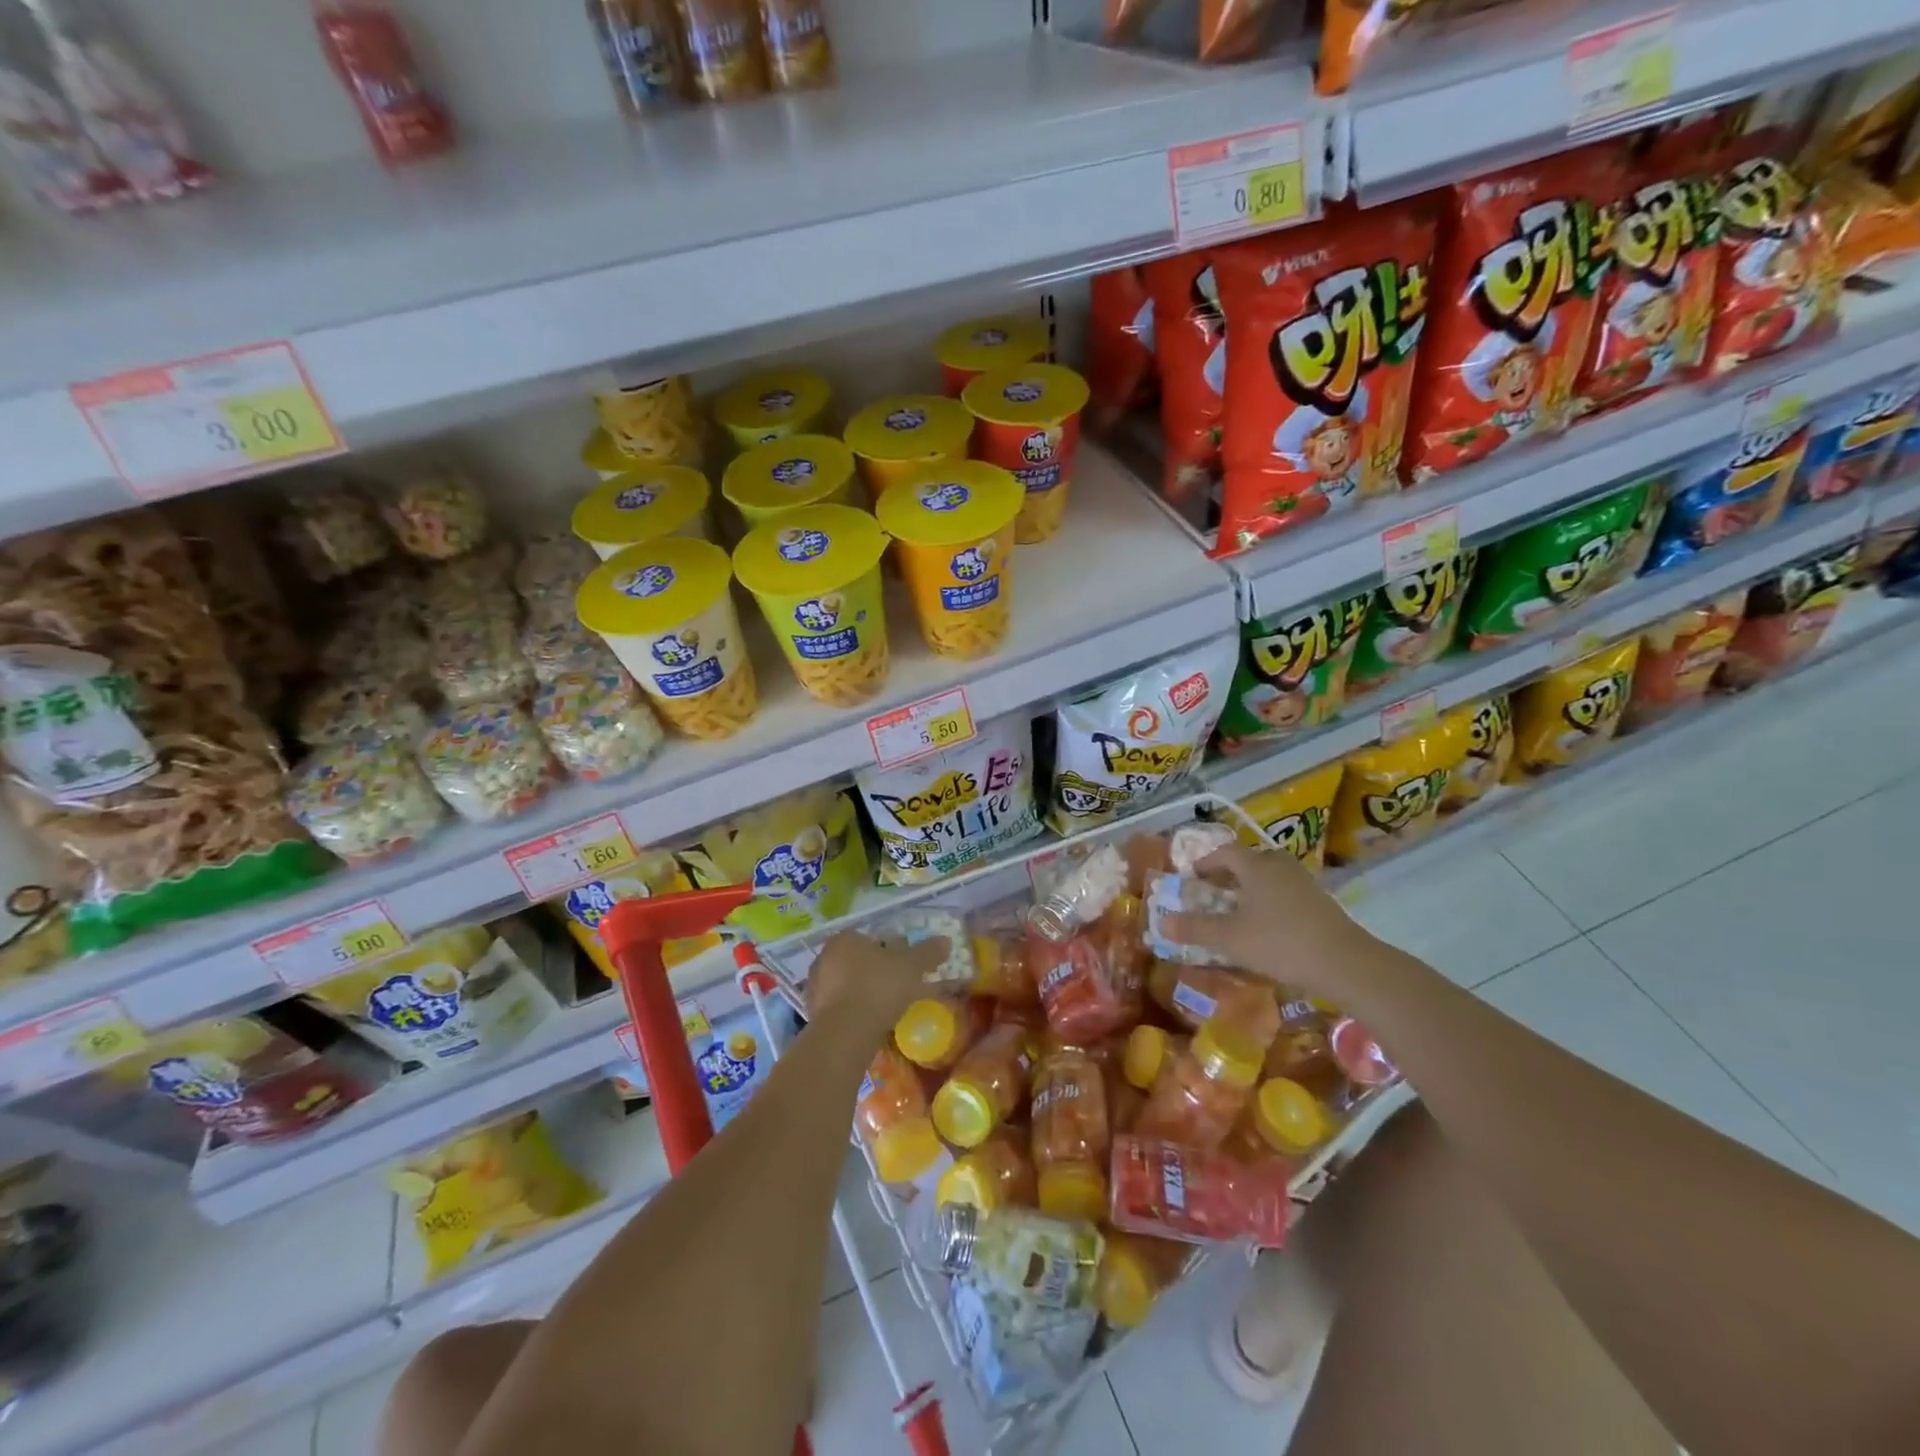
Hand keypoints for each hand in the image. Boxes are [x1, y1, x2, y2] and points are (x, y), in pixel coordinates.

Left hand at [807, 931, 950, 1037]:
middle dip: (875, 971)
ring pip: (847, 984)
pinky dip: (854, 1011)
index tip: (904, 965)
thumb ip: (928, 952)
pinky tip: (870, 1023)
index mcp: (844, 939)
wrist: (845, 1034)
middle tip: (897, 986)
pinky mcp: (813, 1014)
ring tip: (886, 1008)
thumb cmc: (878, 988)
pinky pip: (840, 1007)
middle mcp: (824, 957)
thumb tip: (946, 941)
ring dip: (863, 992)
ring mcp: (815, 987)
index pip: (869, 937)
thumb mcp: (911, 967)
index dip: (889, 950)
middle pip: (856, 960)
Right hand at [1161, 842, 1368, 1003]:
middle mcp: (1279, 865)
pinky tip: (1267, 925)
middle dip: (1228, 873)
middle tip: (1213, 893)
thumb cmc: (1280, 942)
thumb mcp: (1230, 938)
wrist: (1345, 963)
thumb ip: (1195, 928)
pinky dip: (1270, 901)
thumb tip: (1162, 921)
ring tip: (1238, 910)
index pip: (1224, 852)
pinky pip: (1286, 892)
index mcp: (1255, 865)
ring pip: (1269, 876)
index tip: (1191, 879)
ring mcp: (1303, 882)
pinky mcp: (1320, 902)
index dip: (1204, 863)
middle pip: (1249, 860)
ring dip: (1250, 887)